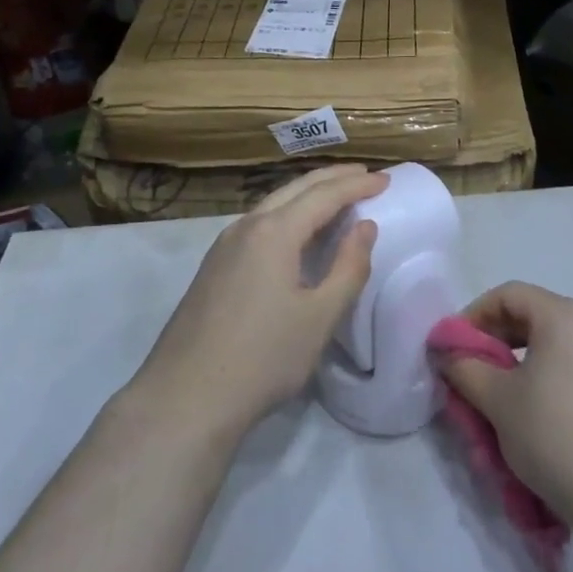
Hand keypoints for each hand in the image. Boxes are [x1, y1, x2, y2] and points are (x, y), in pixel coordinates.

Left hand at [133, 166, 388, 441]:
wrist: (186, 396)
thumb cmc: (264, 357)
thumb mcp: (320, 316)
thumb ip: (348, 267)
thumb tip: (365, 227)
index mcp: (274, 231)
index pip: (324, 195)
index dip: (357, 185)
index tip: (386, 179)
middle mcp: (246, 226)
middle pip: (295, 188)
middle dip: (332, 178)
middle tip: (365, 175)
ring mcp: (224, 245)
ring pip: (272, 204)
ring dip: (307, 194)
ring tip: (335, 196)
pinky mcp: (213, 265)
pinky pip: (258, 224)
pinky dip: (286, 214)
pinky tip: (295, 231)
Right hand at [437, 282, 572, 538]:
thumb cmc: (556, 438)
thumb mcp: (498, 402)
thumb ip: (465, 368)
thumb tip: (448, 354)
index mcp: (566, 316)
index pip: (509, 295)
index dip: (475, 315)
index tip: (456, 346)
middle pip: (537, 315)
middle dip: (501, 338)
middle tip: (478, 370)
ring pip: (564, 342)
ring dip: (530, 358)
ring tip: (512, 394)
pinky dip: (561, 376)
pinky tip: (552, 413)